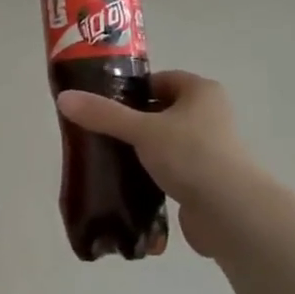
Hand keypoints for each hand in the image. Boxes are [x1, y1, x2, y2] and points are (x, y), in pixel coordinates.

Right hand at [55, 72, 250, 248]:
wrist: (231, 213)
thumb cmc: (191, 156)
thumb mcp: (141, 130)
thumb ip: (103, 115)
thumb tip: (63, 98)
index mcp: (201, 92)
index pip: (159, 80)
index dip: (130, 89)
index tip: (102, 103)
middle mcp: (210, 115)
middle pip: (161, 111)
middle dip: (132, 121)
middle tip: (100, 131)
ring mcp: (210, 150)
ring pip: (165, 142)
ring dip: (141, 149)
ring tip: (109, 158)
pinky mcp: (205, 180)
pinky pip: (171, 170)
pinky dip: (152, 174)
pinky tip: (128, 183)